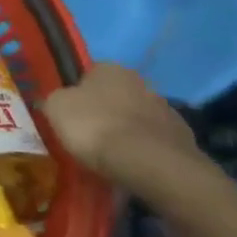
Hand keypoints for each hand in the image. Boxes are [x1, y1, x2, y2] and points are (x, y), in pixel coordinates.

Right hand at [41, 63, 203, 189]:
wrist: (150, 163)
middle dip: (104, 113)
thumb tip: (57, 102)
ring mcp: (166, 110)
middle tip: (89, 137)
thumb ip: (54, 100)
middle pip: (115, 96)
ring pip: (136, 119)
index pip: (87, 75)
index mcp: (109, 68)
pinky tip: (132, 168)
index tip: (70, 116)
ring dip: (126, 133)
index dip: (77, 94)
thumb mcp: (56, 108)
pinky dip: (144, 152)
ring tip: (111, 158)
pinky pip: (154, 143)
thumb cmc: (96, 127)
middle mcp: (140, 81)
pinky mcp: (183, 139)